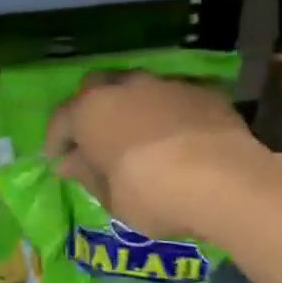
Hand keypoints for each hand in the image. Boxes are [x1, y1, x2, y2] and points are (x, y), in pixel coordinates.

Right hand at [43, 71, 274, 241]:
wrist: (225, 180)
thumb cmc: (153, 194)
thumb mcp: (111, 198)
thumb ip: (87, 175)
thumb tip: (70, 163)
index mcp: (91, 110)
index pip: (61, 119)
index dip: (56, 141)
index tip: (58, 159)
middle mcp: (125, 86)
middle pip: (97, 89)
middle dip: (91, 111)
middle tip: (96, 139)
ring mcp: (166, 83)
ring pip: (138, 88)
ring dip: (132, 108)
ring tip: (140, 136)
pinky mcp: (203, 90)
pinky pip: (175, 98)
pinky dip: (170, 113)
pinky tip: (179, 137)